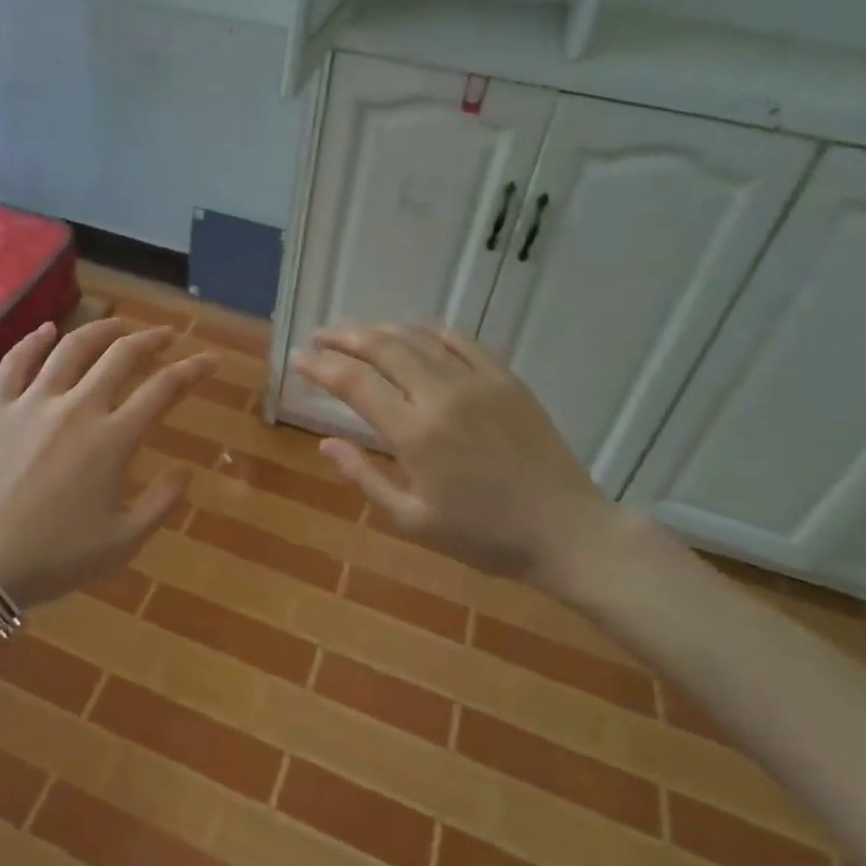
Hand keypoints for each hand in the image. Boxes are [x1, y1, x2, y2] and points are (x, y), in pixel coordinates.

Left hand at [0, 318, 212, 610]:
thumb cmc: (53, 558)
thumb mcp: (122, 542)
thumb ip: (161, 503)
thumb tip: (187, 471)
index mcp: (112, 439)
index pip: (163, 389)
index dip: (192, 370)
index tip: (208, 360)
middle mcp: (77, 407)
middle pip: (120, 356)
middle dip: (150, 340)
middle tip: (164, 336)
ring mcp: (32, 402)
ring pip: (72, 347)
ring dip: (101, 330)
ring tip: (118, 325)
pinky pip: (16, 361)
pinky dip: (34, 340)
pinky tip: (47, 330)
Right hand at [291, 324, 645, 591]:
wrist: (567, 530)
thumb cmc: (484, 535)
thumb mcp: (413, 521)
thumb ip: (365, 478)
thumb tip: (326, 443)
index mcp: (415, 434)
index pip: (355, 383)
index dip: (321, 366)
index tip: (298, 357)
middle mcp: (442, 395)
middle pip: (382, 347)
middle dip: (344, 337)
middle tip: (320, 336)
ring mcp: (478, 381)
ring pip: (418, 338)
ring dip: (381, 330)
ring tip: (357, 333)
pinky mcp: (506, 378)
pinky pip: (460, 341)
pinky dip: (428, 331)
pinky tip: (413, 334)